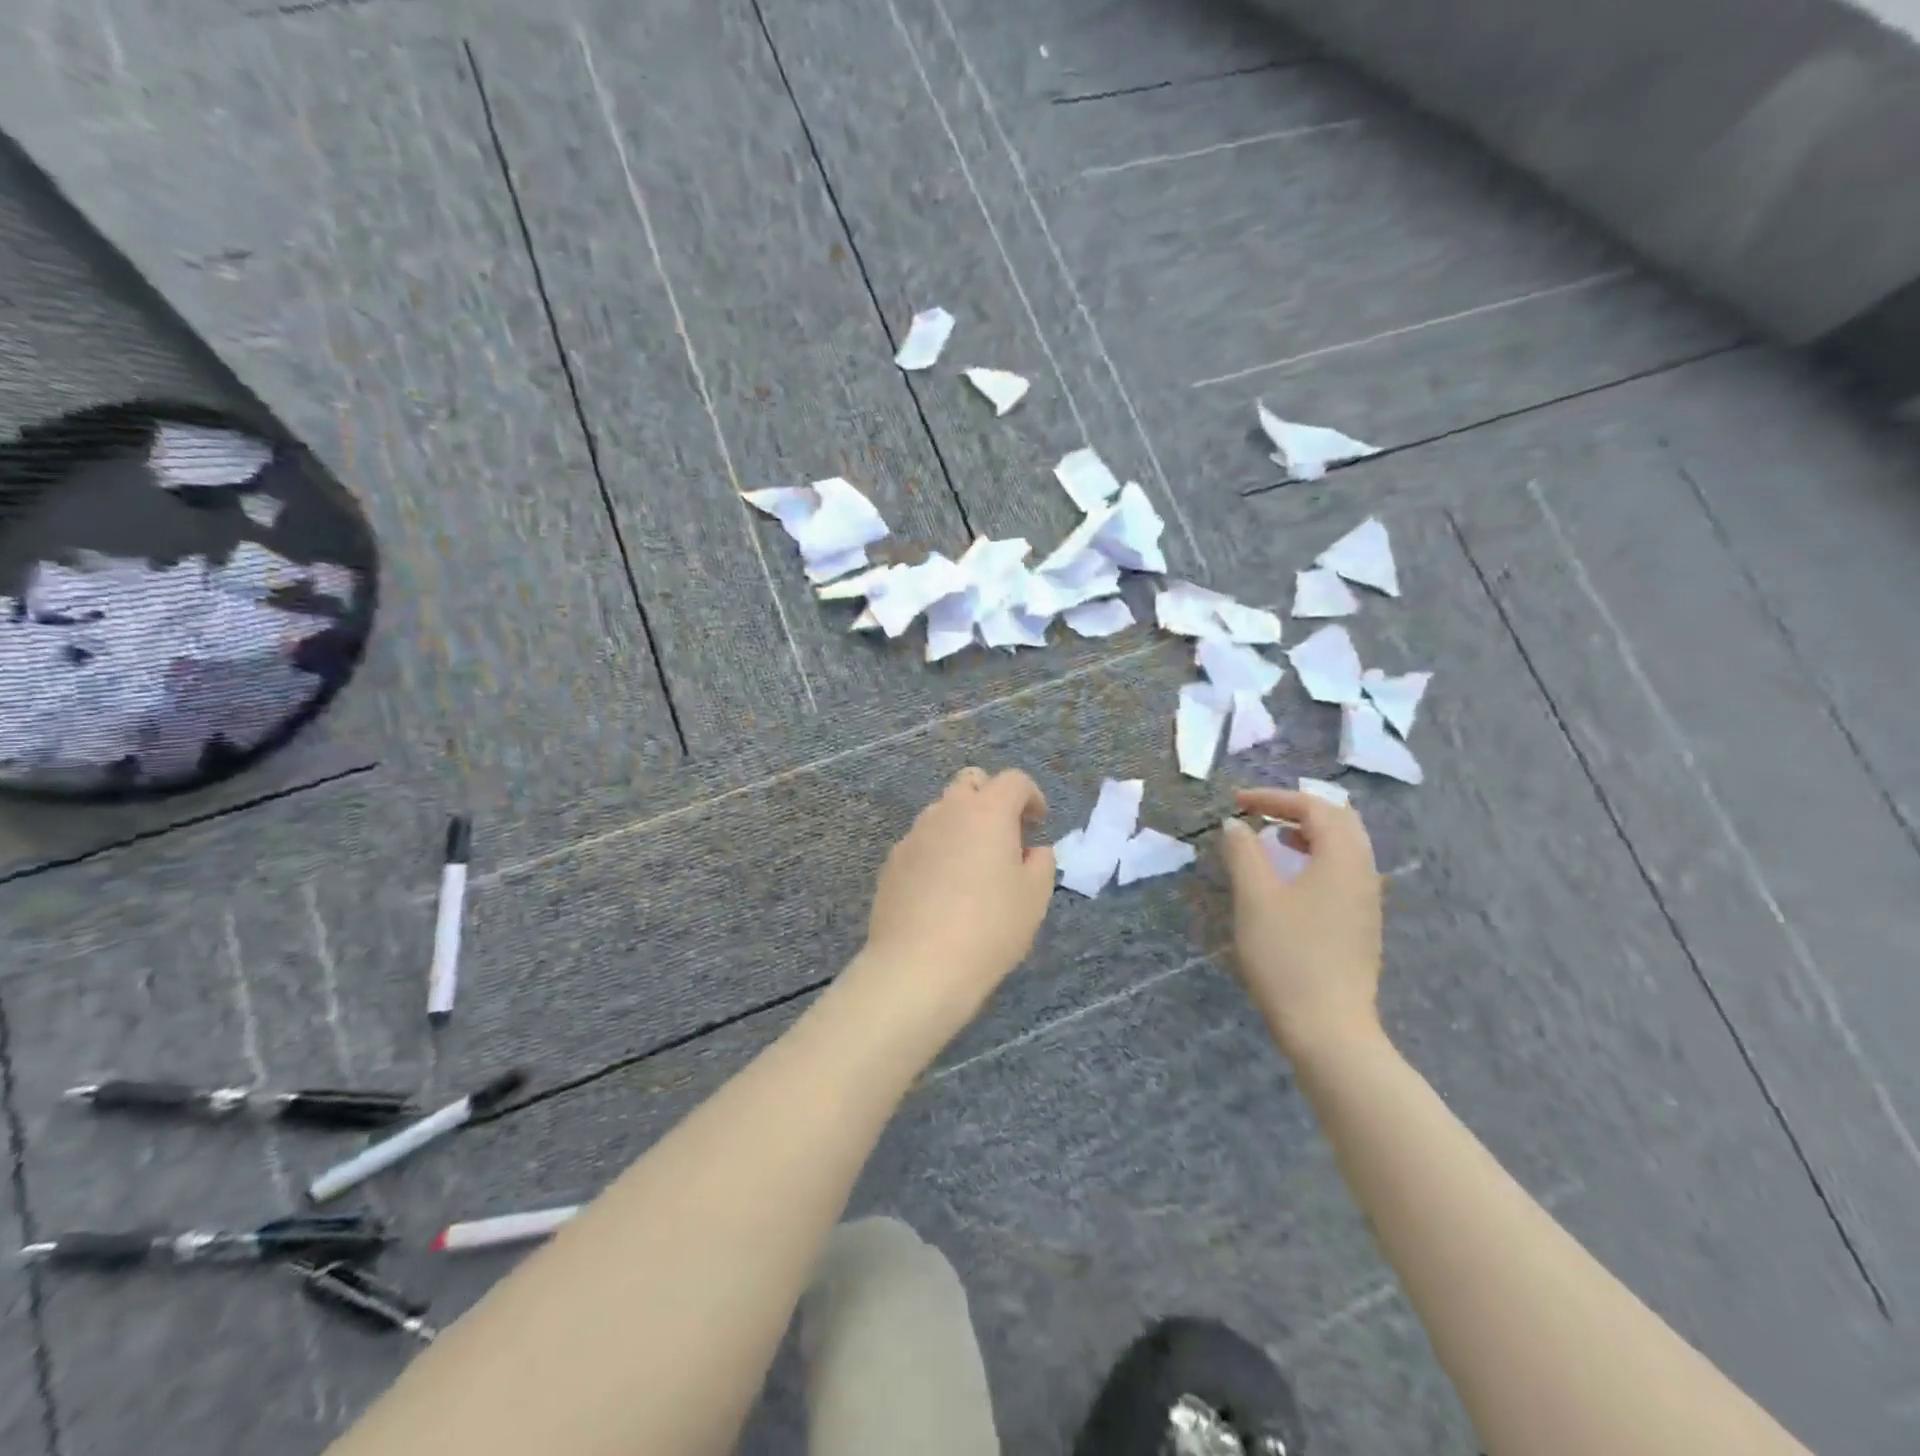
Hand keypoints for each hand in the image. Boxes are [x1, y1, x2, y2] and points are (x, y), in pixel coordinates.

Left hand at [846, 766, 1055, 1046]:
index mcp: (987, 811)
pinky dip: (938, 851)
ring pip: (942, 811)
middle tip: (1006, 835)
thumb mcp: (1035, 896)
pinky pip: (921, 842)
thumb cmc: (989, 927)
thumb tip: (1031, 850)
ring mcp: (913, 835)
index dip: (1031, 796)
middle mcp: (946, 812)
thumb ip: (1040, 862)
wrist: (918, 967)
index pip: (1013, 780)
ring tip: (974, 867)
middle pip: (970, 782)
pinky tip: (944, 890)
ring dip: (962, 825)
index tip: (1038, 824)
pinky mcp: (892, 863)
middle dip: (991, 798)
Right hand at [1218, 786, 1384, 1056]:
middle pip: (1340, 820)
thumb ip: (1243, 853)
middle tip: (1260, 813)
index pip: (1314, 807)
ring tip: (1273, 838)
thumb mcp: (1255, 898)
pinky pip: (1345, 870)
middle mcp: (1364, 871)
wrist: (1328, 1027)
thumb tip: (1235, 824)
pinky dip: (1317, 857)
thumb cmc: (1287, 956)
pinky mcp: (1362, 923)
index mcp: (1342, 858)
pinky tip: (1291, 877)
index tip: (1237, 802)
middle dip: (1299, 808)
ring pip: (1346, 846)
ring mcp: (1368, 900)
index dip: (1274, 797)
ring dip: (1309, 832)